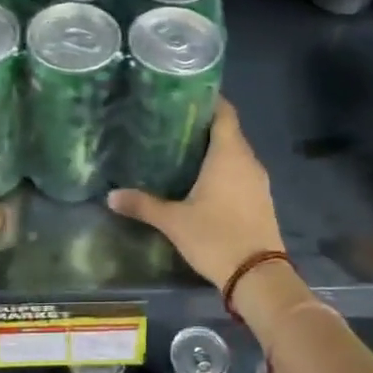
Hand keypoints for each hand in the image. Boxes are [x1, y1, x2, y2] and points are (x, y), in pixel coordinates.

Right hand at [107, 98, 285, 288]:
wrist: (258, 276)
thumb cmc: (216, 237)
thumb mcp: (174, 221)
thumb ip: (143, 205)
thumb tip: (111, 196)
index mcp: (229, 154)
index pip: (224, 112)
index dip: (208, 100)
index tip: (185, 96)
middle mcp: (248, 160)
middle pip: (228, 131)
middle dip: (203, 125)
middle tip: (171, 124)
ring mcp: (258, 180)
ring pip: (236, 153)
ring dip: (214, 149)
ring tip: (182, 150)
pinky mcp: (261, 199)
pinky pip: (241, 172)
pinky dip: (224, 169)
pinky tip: (202, 180)